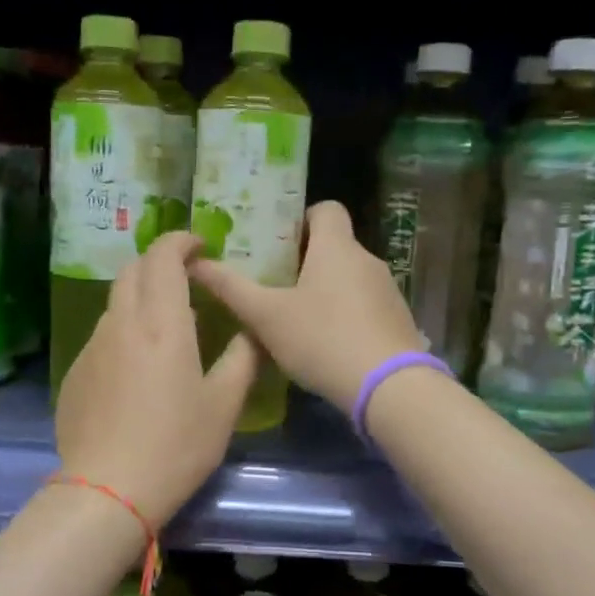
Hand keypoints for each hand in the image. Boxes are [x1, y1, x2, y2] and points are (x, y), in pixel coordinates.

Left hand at [55, 231, 258, 523]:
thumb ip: (241, 359)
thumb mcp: (223, 405)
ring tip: (165, 324)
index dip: (180, 241)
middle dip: (158, 262)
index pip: (162, 258)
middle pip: (132, 271)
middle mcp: (121, 324)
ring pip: (116, 303)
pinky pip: (103, 335)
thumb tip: (249, 332)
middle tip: (185, 277)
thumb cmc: (175, 446)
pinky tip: (138, 367)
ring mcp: (93, 347)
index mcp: (162, 324)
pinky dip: (124, 330)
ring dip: (140, 297)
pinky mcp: (76, 373)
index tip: (199, 246)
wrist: (107, 491)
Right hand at [190, 201, 423, 413]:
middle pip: (335, 246)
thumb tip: (196, 262)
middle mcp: (367, 260)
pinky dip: (347, 316)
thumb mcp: (267, 316)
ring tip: (298, 321)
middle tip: (275, 287)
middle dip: (306, 262)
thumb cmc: (323, 339)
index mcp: (337, 247)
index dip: (302, 219)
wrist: (390, 387)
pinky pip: (366, 306)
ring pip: (350, 278)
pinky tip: (328, 346)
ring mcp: (388, 291)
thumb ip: (231, 288)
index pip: (326, 209)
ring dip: (327, 292)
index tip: (278, 245)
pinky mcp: (399, 321)